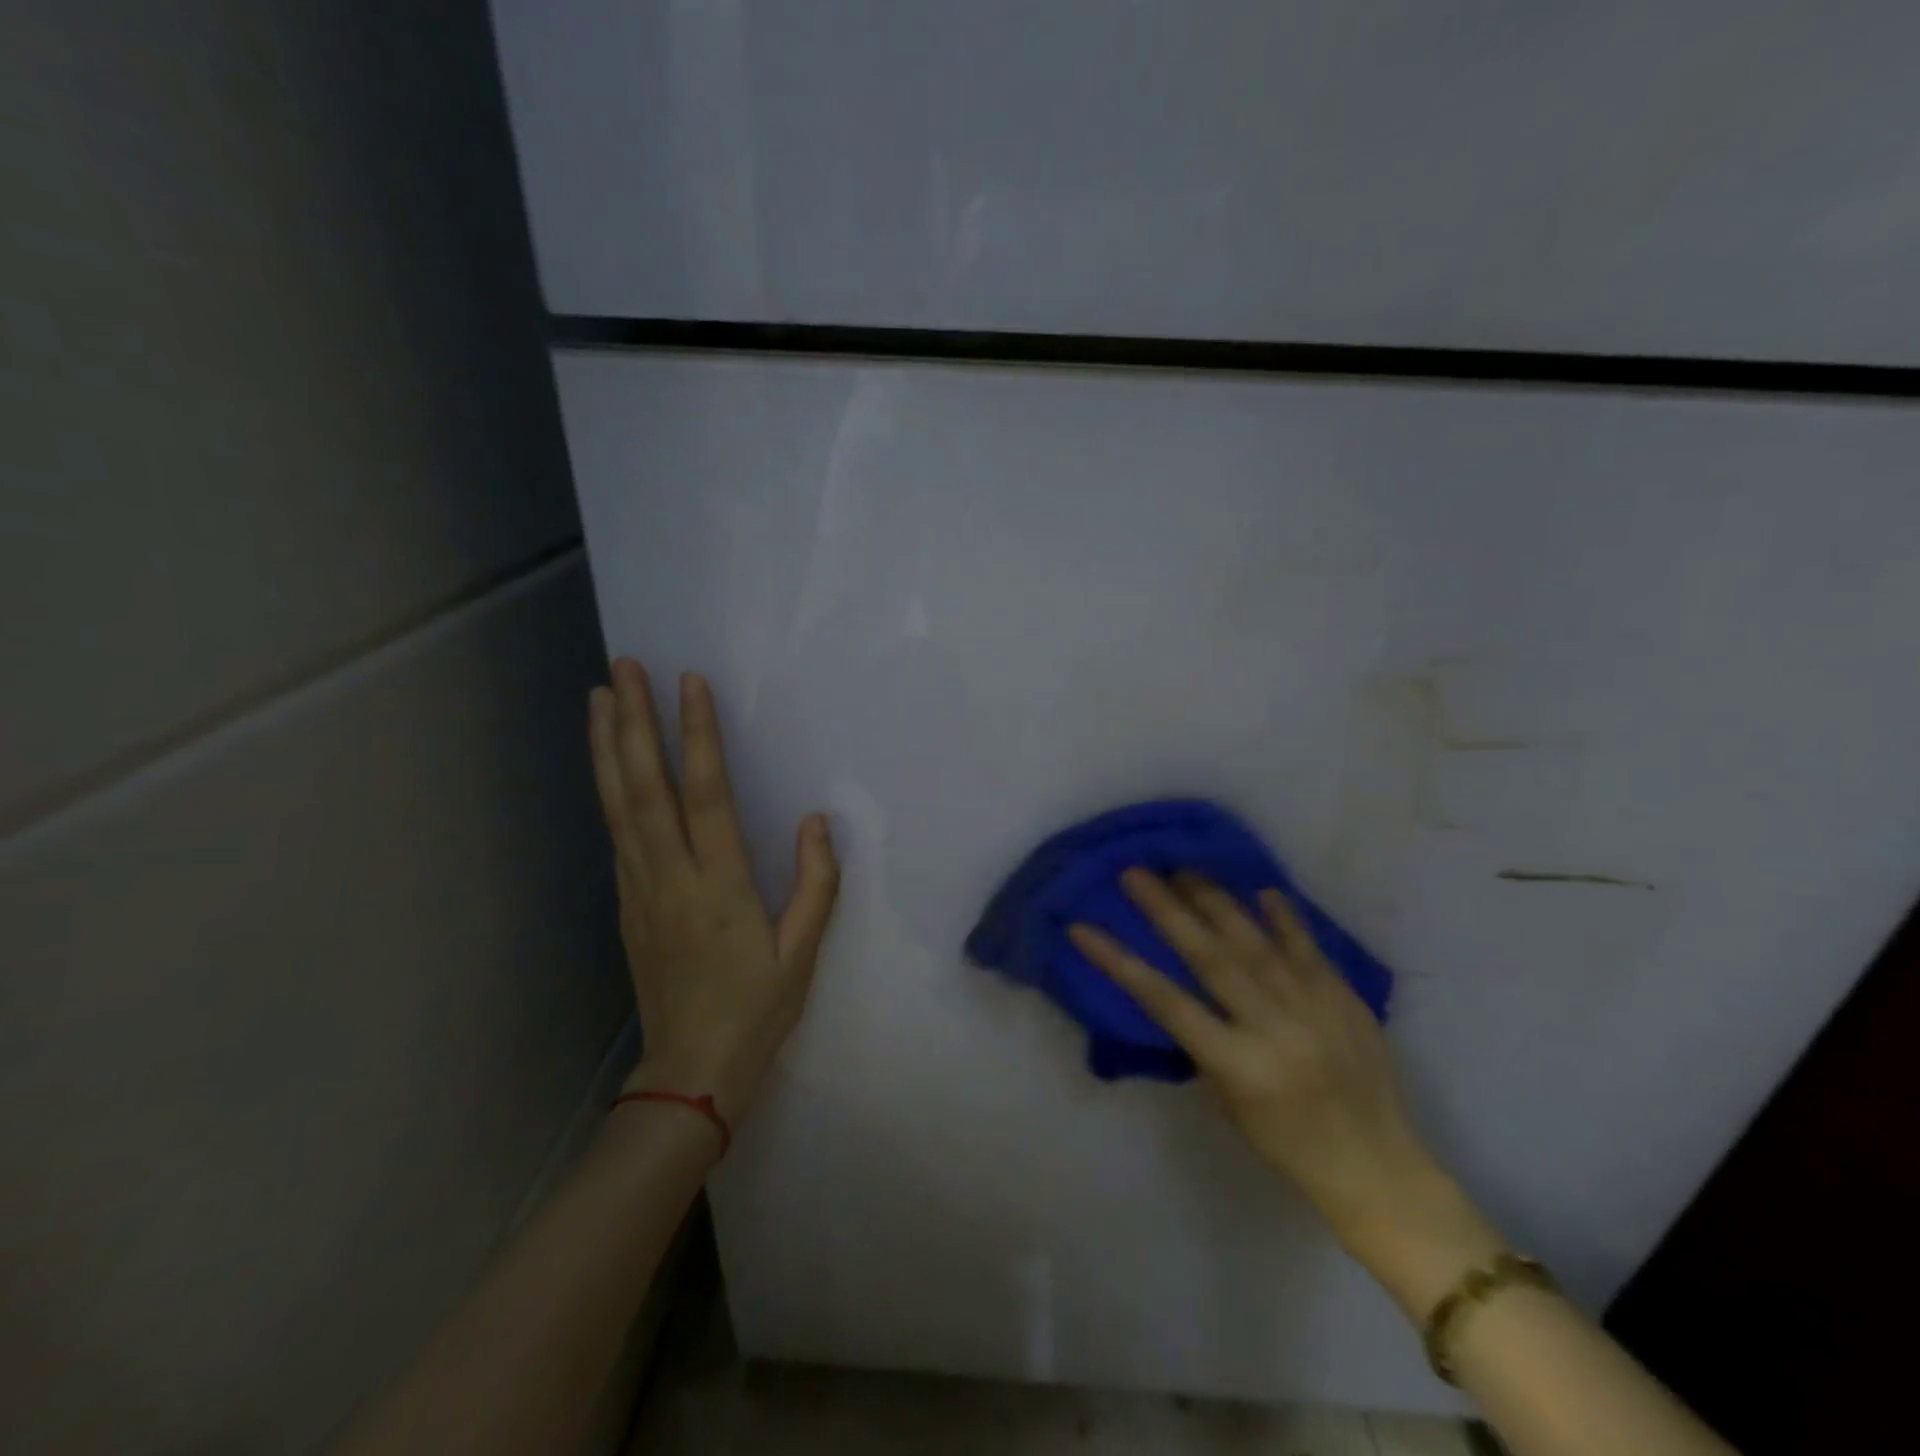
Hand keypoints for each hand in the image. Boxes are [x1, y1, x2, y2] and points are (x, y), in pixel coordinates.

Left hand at [588, 658, 838, 1125]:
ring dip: (607, 747)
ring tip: (598, 696)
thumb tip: (815, 820)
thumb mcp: (803, 953)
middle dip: (632, 723)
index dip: (697, 737)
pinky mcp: (626, 902)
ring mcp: (640, 888)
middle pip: (644, 788)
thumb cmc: (757, 1009)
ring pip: (618, 805)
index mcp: (720, 886)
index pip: (705, 795)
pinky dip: (608, 787)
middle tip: (621, 667)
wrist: (691, 1071)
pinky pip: (616, 831)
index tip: (689, 684)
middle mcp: (671, 877)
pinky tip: (608, 762)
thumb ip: (815, 883)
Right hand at [1069, 871, 1446, 1244]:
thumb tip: (1183, 985)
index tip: (1083, 927)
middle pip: (1209, 957)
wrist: (1378, 1167)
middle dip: (1167, 910)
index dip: (1119, 961)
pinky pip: (1308, 946)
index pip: (1165, 1001)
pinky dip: (1283, 917)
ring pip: (1255, 941)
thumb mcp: (1228, 1101)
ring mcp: (1313, 1007)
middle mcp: (1273, 1027)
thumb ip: (1204, 1042)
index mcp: (1238, 1064)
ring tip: (1185, 869)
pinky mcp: (1345, 998)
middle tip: (1136, 872)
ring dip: (1216, 901)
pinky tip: (1262, 889)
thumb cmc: (1287, 1145)